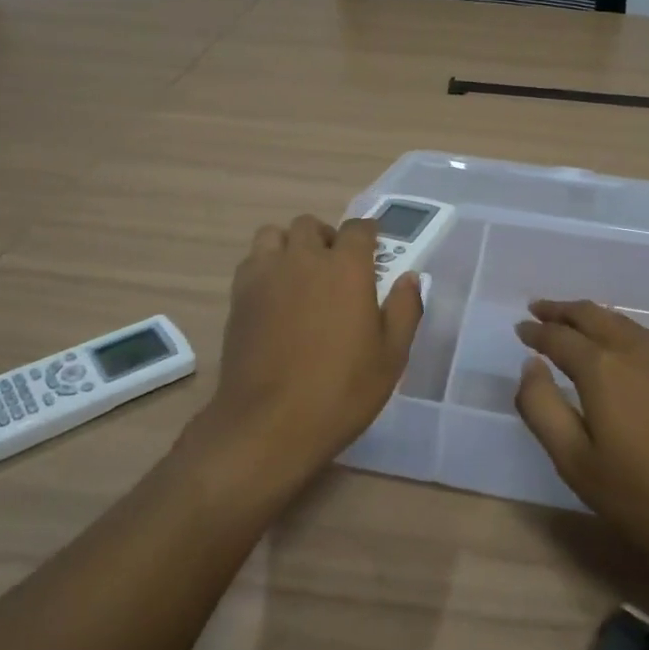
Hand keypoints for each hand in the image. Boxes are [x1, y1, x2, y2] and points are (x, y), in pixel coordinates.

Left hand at [192, 215, 423, 496]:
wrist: (268, 424)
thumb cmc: (340, 391)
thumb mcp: (391, 357)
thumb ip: (404, 309)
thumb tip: (409, 278)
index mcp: (346, 268)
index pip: (358, 228)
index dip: (368, 234)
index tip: (373, 249)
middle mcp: (304, 259)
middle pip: (311, 225)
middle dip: (327, 238)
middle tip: (337, 267)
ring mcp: (266, 274)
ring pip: (275, 235)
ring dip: (291, 245)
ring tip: (300, 274)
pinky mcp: (239, 295)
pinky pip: (252, 261)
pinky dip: (266, 266)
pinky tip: (275, 295)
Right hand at [515, 300, 648, 581]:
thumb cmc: (645, 498)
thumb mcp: (577, 463)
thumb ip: (542, 409)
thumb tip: (530, 366)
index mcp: (602, 368)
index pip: (559, 337)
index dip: (536, 332)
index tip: (520, 329)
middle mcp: (635, 350)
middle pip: (592, 315)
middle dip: (562, 310)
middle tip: (539, 309)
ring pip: (621, 322)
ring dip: (591, 316)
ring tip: (573, 322)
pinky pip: (644, 336)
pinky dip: (618, 330)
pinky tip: (618, 346)